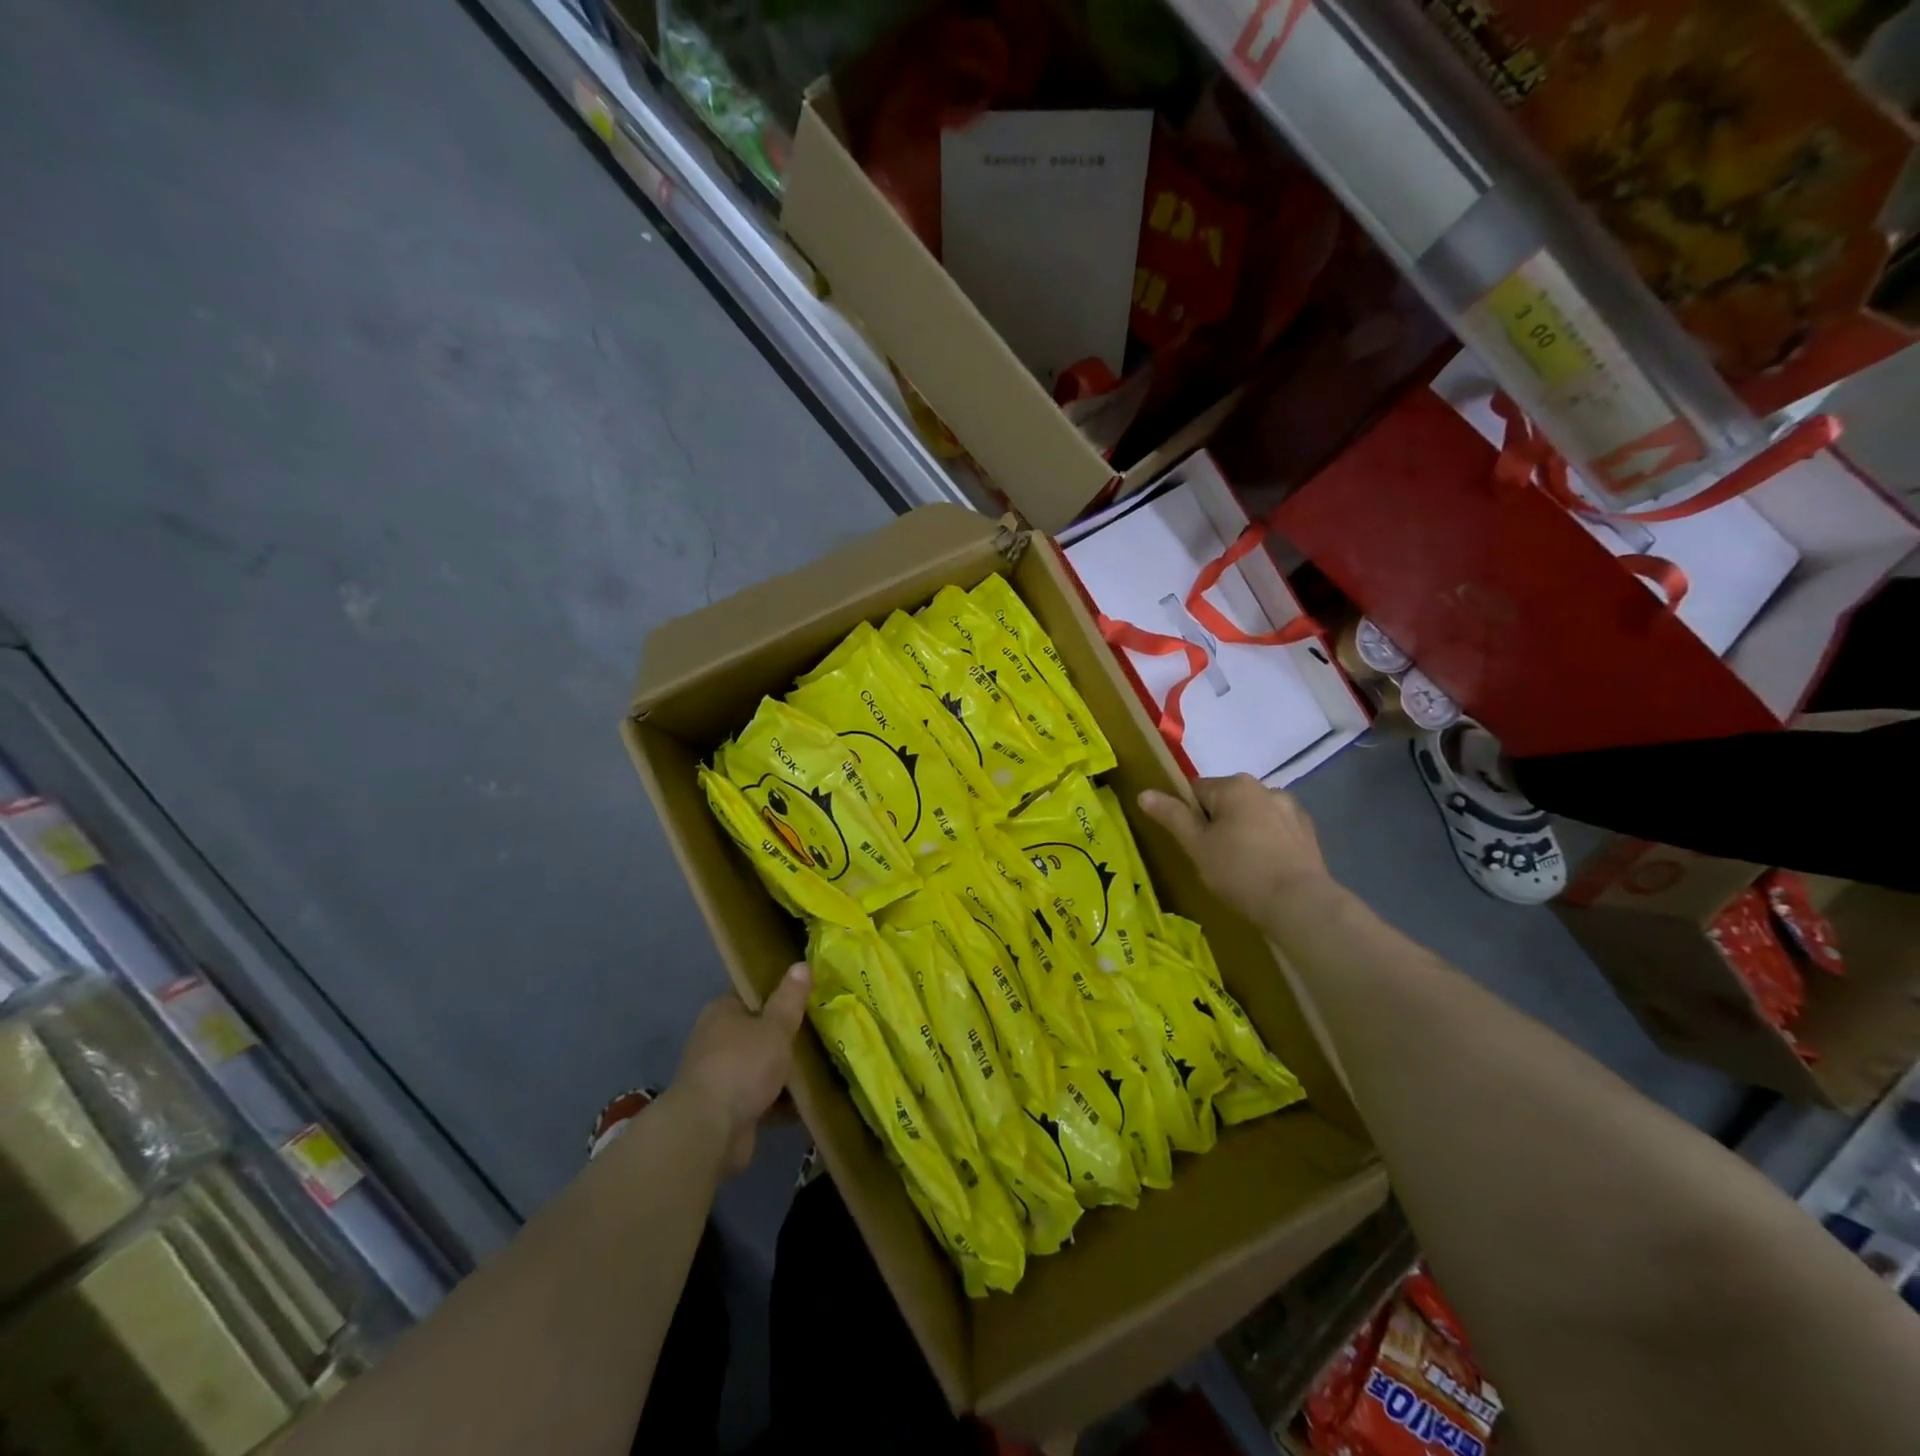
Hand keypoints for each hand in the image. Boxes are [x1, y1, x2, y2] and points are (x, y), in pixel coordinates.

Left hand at [671, 962, 811, 1176]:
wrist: (709, 1132)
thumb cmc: (742, 1066)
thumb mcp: (775, 1026)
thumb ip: (790, 998)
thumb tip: (802, 963)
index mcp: (722, 1011)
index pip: (753, 993)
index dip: (780, 993)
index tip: (809, 997)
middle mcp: (717, 1040)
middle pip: (759, 1031)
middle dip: (786, 1036)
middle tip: (822, 1032)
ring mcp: (721, 1076)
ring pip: (761, 1066)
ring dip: (784, 1071)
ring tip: (822, 1065)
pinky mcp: (728, 1109)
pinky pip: (761, 1097)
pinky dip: (780, 1100)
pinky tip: (808, 1099)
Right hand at [1138, 775, 1335, 924]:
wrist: (1300, 904)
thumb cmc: (1240, 872)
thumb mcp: (1196, 846)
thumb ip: (1171, 816)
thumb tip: (1144, 793)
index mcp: (1234, 785)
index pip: (1196, 791)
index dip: (1187, 817)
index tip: (1192, 844)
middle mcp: (1265, 787)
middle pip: (1226, 801)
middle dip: (1217, 824)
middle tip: (1213, 859)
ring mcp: (1291, 809)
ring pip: (1253, 816)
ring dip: (1244, 832)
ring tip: (1242, 868)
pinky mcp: (1308, 832)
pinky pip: (1276, 831)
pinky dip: (1267, 843)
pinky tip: (1266, 870)